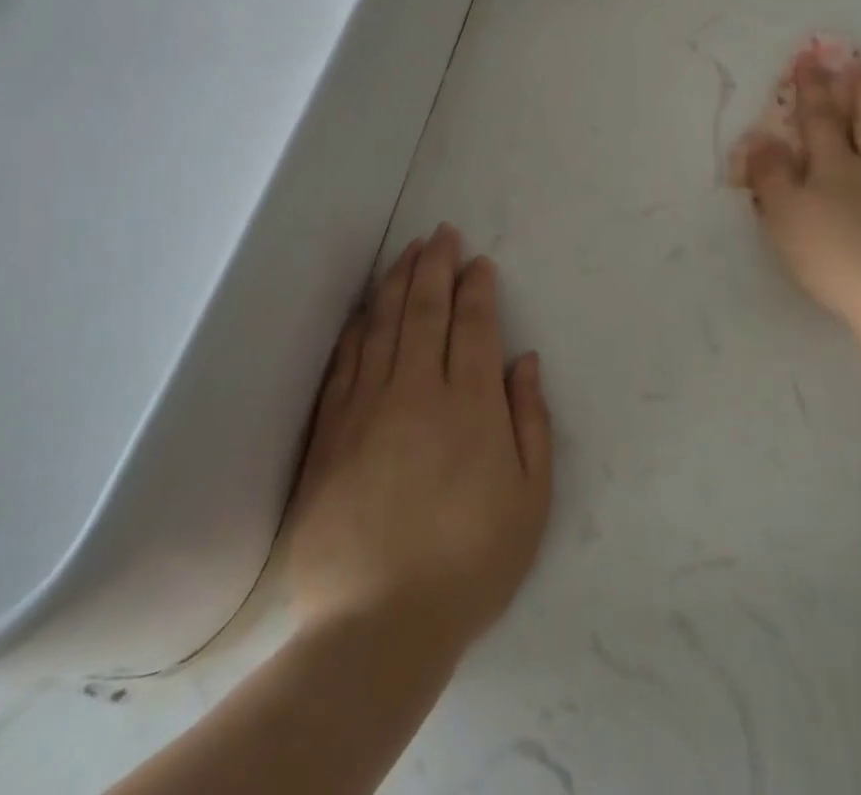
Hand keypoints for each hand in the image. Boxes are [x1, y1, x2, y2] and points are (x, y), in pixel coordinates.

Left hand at [284, 224, 552, 648]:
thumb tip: (523, 360)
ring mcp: (366, 409)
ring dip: (396, 282)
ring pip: (382, 326)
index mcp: (470, 405)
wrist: (377, 628)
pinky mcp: (329, 434)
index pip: (474, 324)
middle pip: (425, 310)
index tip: (478, 262)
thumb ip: (531, 420)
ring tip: (406, 251)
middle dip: (435, 265)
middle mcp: (417, 391)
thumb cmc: (470, 564)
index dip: (477, 287)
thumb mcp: (530, 498)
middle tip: (441, 232)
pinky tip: (363, 309)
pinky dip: (357, 328)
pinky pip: (344, 363)